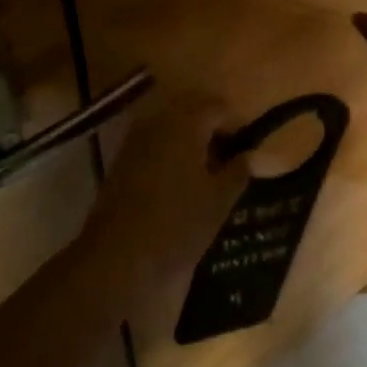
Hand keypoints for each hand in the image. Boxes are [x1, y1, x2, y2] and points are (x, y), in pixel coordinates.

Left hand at [80, 92, 250, 320]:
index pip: (218, 106)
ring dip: (190, 139)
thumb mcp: (219, 200)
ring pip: (170, 126)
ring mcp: (134, 140)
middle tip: (228, 157)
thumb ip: (238, 171)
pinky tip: (181, 182)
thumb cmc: (178, 224)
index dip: (237, 124)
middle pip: (191, 109)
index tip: (248, 150)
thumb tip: (248, 156)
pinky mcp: (121, 161)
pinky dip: (170, 153)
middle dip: (212, 127)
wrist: (118, 260)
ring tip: (206, 172)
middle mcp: (157, 122)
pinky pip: (153, 144)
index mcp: (186, 123)